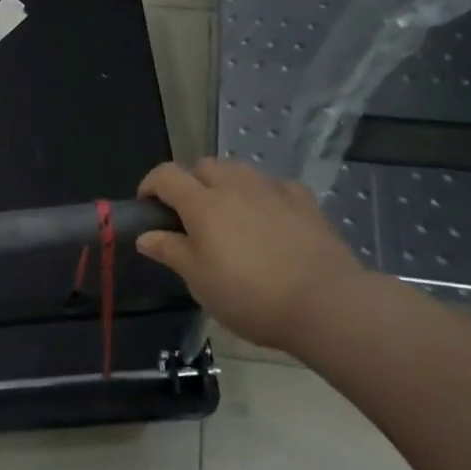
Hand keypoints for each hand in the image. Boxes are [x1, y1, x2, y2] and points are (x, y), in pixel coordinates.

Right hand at [136, 159, 367, 356]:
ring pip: (239, 170)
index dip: (150, 184)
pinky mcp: (304, 202)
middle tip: (188, 214)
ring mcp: (272, 191)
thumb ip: (171, 252)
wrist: (325, 303)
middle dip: (189, 181)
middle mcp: (235, 187)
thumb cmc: (250, 296)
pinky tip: (268, 215)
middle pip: (203, 165)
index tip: (147, 207)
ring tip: (228, 213)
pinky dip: (263, 194)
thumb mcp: (200, 282)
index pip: (166, 175)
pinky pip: (275, 186)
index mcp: (203, 204)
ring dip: (225, 182)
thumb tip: (145, 236)